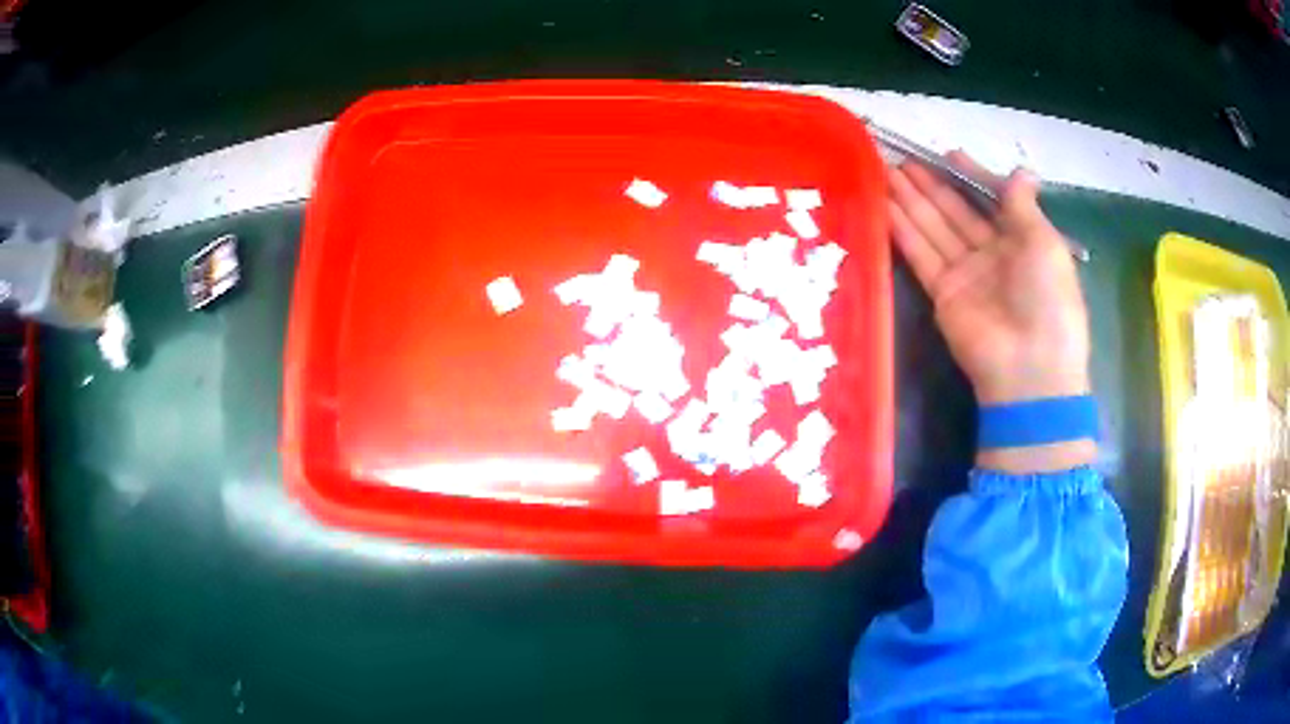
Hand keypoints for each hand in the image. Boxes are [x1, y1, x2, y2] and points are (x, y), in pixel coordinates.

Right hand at [887, 153, 1094, 471]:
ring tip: (885, 172)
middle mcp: (993, 254)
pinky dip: (903, 231)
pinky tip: (885, 205)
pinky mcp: (942, 294)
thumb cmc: (1048, 300)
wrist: (1030, 368)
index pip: (992, 200)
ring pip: (934, 228)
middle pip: (957, 212)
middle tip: (903, 158)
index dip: (972, 177)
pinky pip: (921, 255)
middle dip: (932, 185)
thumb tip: (1021, 169)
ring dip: (911, 201)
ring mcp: (966, 274)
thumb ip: (1023, 205)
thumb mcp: (1045, 244)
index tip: (949, 154)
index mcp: (1023, 241)